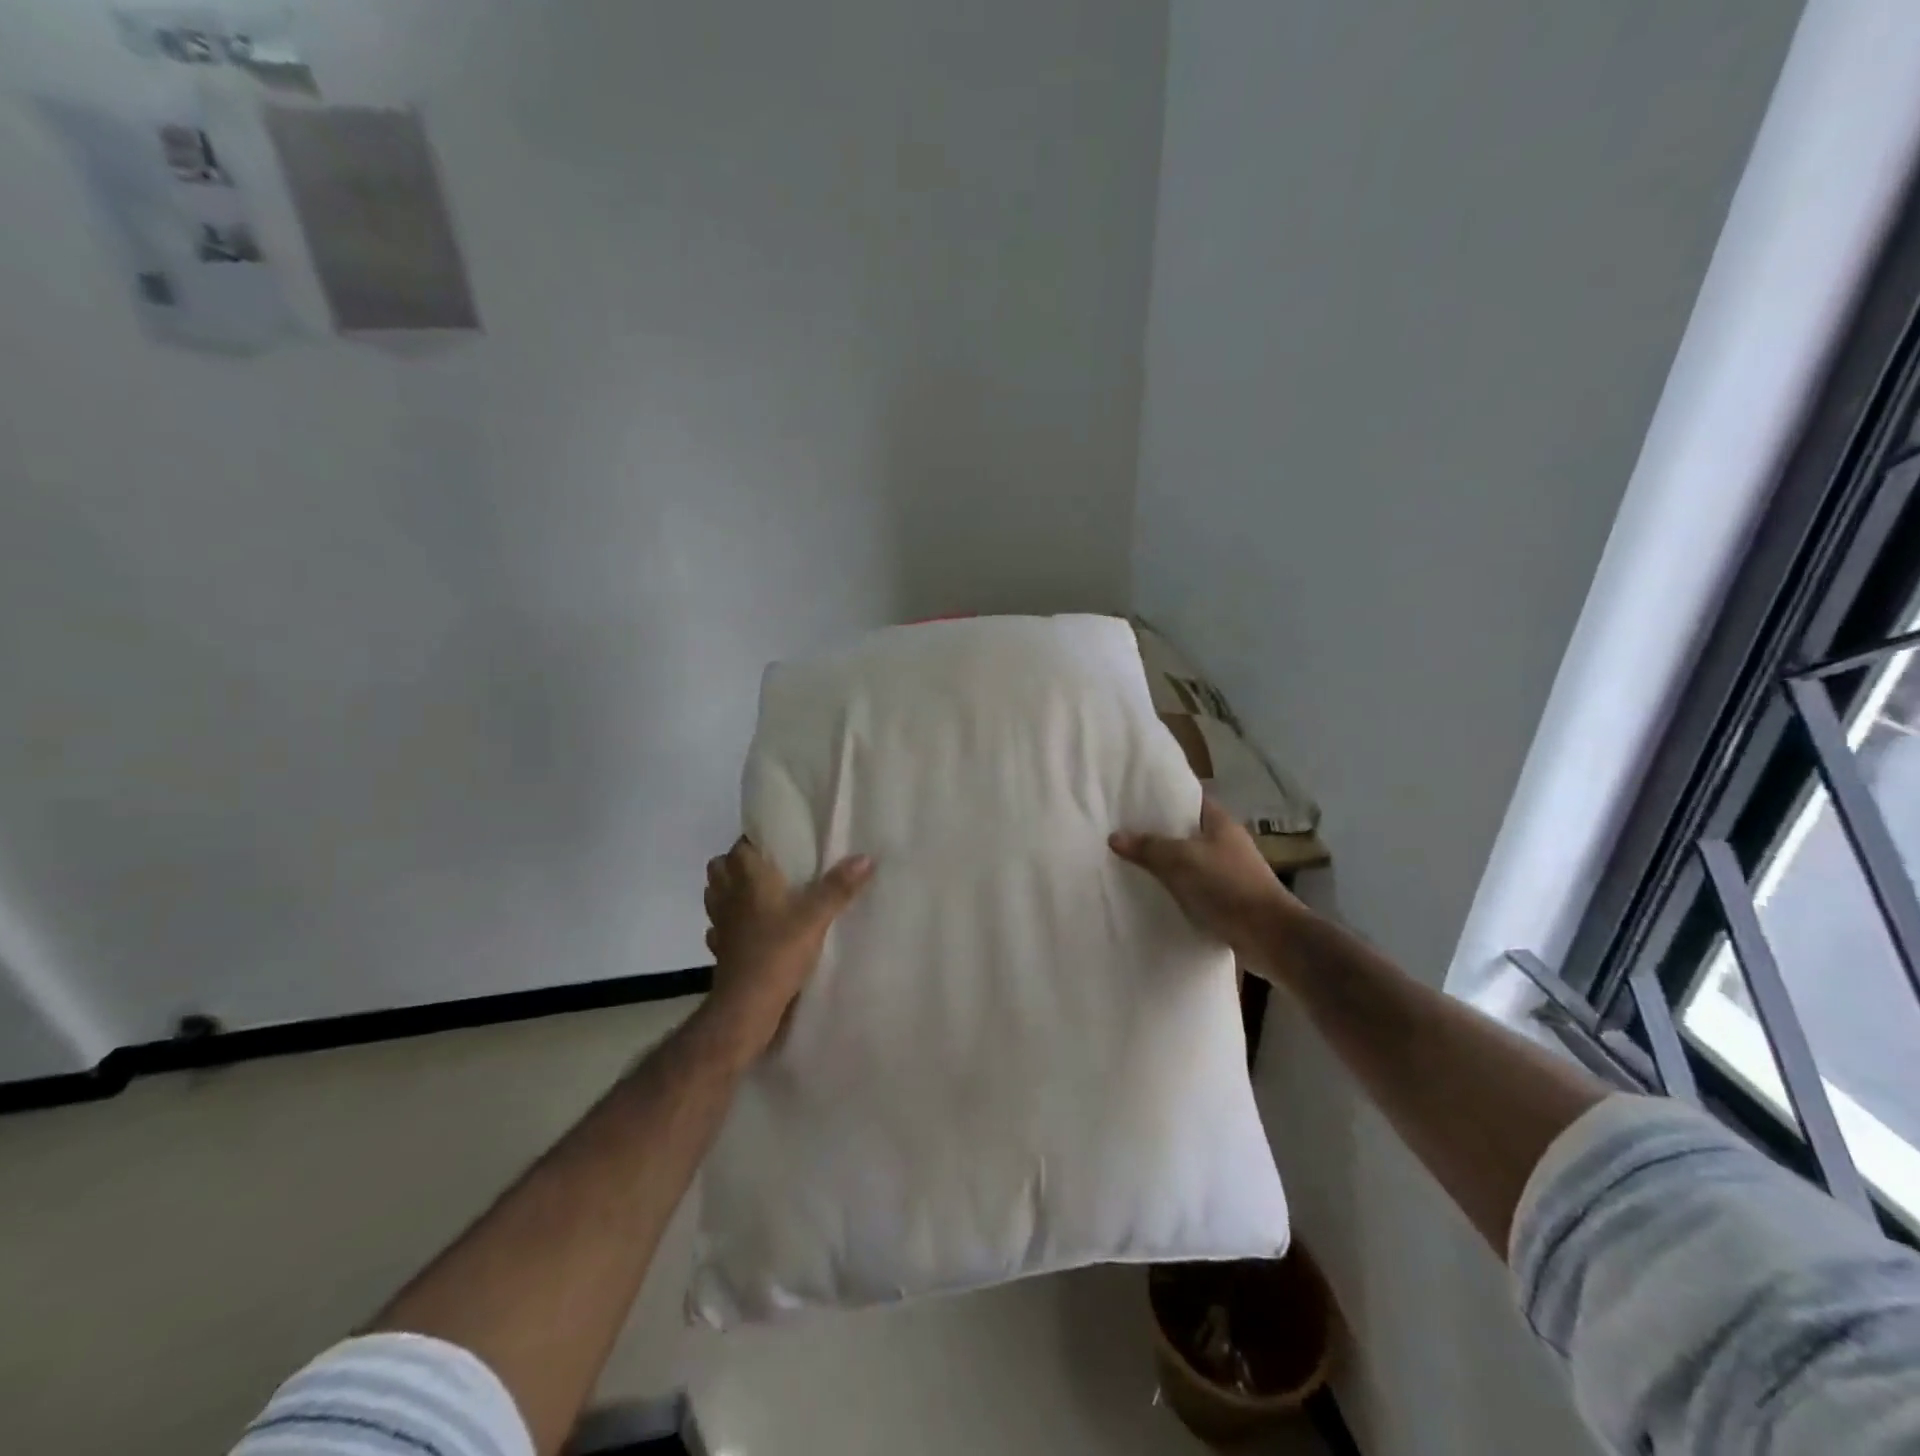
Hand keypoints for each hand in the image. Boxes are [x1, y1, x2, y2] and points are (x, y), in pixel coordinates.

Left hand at [702, 837, 874, 1057]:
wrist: (746, 1005)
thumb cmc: (778, 952)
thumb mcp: (816, 917)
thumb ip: (839, 887)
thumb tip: (866, 857)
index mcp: (748, 878)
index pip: (741, 846)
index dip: (755, 841)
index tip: (778, 843)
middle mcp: (728, 895)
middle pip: (720, 866)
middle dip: (738, 862)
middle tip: (769, 867)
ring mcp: (719, 922)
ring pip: (715, 894)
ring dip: (731, 890)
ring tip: (759, 894)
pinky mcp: (719, 948)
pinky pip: (719, 926)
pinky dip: (730, 922)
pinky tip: (749, 929)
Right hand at [1109, 797, 1303, 975]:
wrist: (1269, 936)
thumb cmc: (1227, 886)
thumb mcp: (1181, 860)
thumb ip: (1148, 847)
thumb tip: (1115, 836)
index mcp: (1220, 823)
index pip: (1189, 799)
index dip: (1163, 797)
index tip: (1132, 800)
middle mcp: (1226, 842)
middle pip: (1185, 830)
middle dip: (1157, 832)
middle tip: (1122, 832)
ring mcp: (1228, 872)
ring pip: (1188, 860)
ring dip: (1165, 863)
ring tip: (1130, 862)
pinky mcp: (1227, 899)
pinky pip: (1193, 886)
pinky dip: (1175, 888)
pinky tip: (1152, 893)